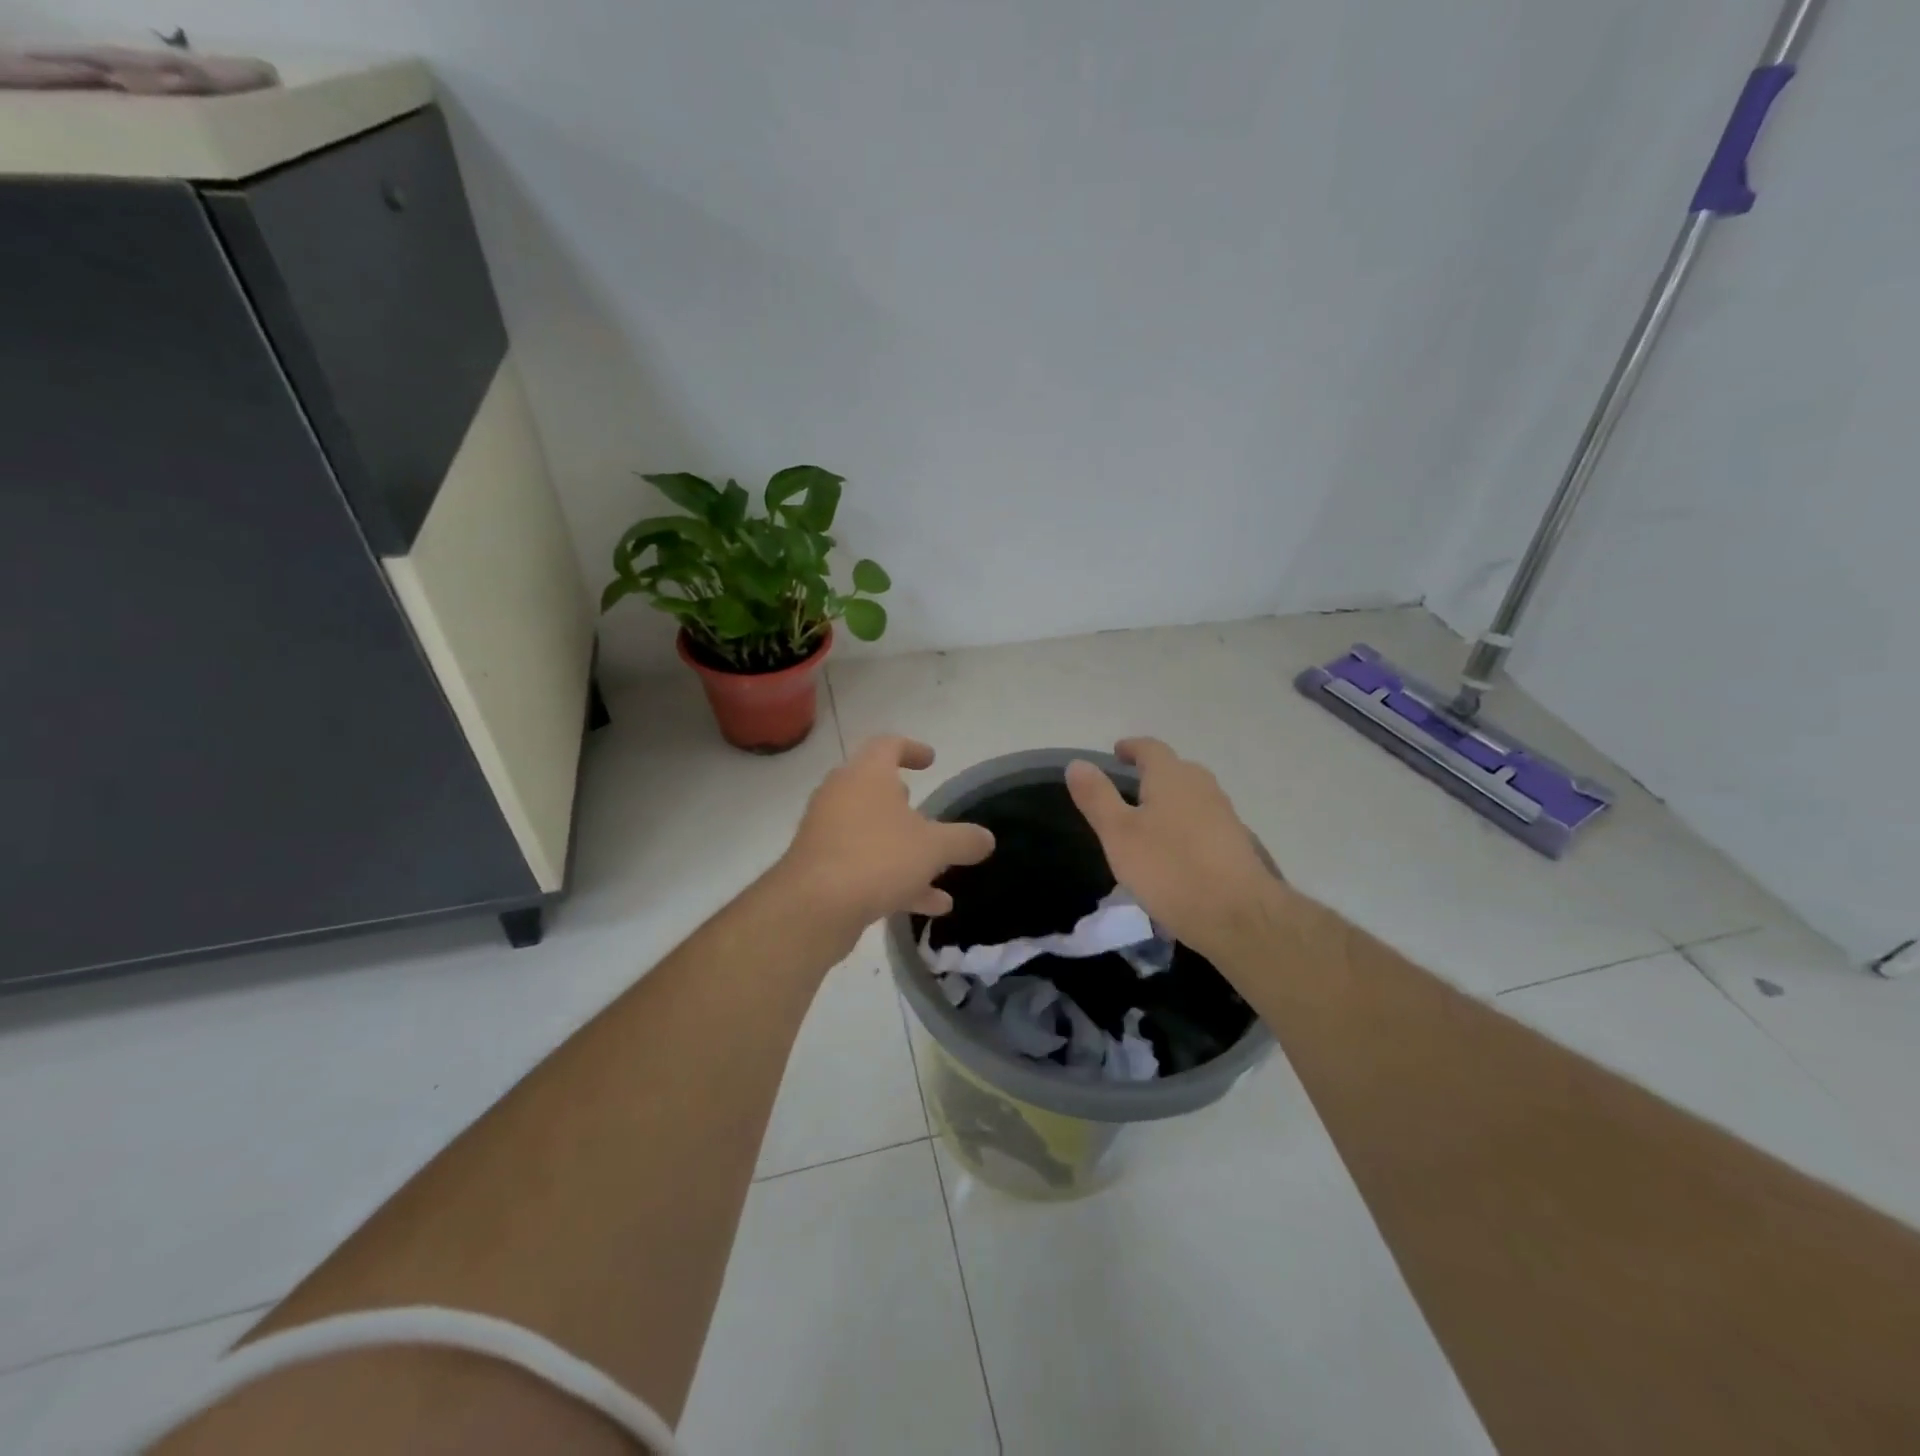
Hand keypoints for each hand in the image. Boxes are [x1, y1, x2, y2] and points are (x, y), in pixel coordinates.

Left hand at [779, 736, 995, 934]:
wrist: (813, 907)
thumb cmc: (877, 858)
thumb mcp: (934, 848)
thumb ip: (964, 840)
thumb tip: (986, 838)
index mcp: (866, 775)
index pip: (887, 745)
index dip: (912, 749)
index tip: (930, 760)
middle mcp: (841, 796)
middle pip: (873, 789)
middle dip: (902, 802)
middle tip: (924, 811)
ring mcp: (827, 833)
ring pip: (872, 833)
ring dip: (905, 849)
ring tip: (939, 870)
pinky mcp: (821, 868)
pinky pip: (864, 865)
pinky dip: (895, 879)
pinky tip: (929, 906)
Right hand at [1065, 737, 1283, 960]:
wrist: (1239, 915)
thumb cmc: (1170, 869)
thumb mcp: (1119, 834)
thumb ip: (1097, 797)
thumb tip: (1077, 763)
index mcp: (1172, 777)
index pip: (1150, 748)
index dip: (1131, 748)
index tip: (1116, 753)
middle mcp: (1202, 786)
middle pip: (1175, 769)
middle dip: (1152, 774)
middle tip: (1128, 788)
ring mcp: (1224, 814)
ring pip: (1191, 796)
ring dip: (1170, 801)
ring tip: (1148, 821)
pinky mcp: (1236, 843)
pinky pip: (1204, 822)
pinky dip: (1185, 826)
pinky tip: (1175, 852)